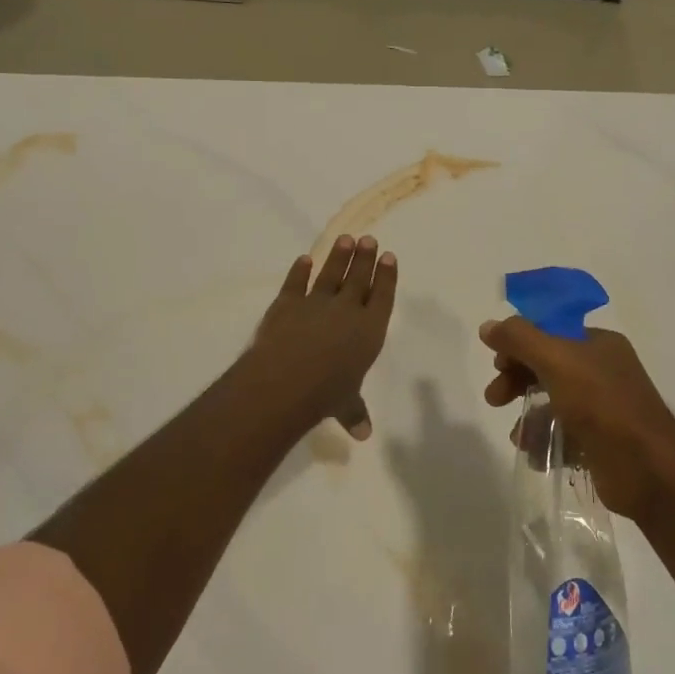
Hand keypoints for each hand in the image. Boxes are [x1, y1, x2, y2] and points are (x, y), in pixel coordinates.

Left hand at [244, 235, 398, 438]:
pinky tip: (304, 259)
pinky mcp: (287, 303)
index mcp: (369, 331)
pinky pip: (296, 283)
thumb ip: (355, 412)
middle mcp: (346, 310)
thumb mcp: (345, 405)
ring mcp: (315, 303)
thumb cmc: (325, 394)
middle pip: (358, 278)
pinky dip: (299, 271)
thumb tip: (363, 434)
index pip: (382, 297)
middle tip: (369, 239)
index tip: (390, 257)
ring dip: (338, 256)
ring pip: (330, 274)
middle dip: (365, 258)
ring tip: (345, 239)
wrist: (285, 380)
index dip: (386, 277)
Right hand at [480, 317, 674, 520]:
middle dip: (517, 380)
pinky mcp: (601, 442)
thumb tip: (488, 326)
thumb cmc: (602, 405)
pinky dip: (545, 442)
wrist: (649, 470)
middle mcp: (603, 371)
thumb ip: (519, 339)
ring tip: (518, 437)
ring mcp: (604, 408)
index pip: (549, 333)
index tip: (497, 364)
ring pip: (553, 403)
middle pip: (547, 367)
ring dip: (528, 416)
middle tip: (494, 398)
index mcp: (598, 344)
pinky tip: (535, 454)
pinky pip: (564, 434)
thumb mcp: (556, 361)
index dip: (519, 345)